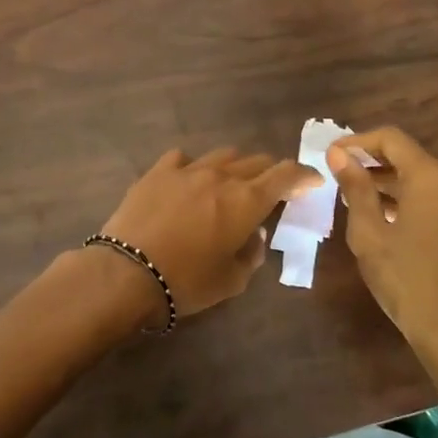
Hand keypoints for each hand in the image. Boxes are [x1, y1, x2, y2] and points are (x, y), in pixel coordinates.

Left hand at [99, 147, 318, 316]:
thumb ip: (252, 253)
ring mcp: (187, 169)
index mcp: (246, 201)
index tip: (311, 181)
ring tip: (230, 184)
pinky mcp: (157, 171)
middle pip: (256, 161)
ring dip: (235, 167)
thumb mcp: (232, 280)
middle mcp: (221, 176)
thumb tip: (253, 233)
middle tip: (270, 190)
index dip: (303, 175)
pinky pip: (184, 158)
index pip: (285, 175)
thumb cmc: (187, 282)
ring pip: (222, 155)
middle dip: (269, 173)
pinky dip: (194, 167)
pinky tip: (189, 181)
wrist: (127, 272)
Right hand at [326, 127, 437, 415]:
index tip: (331, 155)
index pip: (391, 139)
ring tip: (358, 200)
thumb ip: (355, 188)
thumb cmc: (408, 280)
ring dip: (392, 184)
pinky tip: (389, 220)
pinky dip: (413, 200)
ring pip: (426, 180)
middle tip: (340, 177)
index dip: (357, 141)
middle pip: (410, 157)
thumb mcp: (370, 234)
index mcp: (434, 177)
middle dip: (373, 163)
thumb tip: (339, 154)